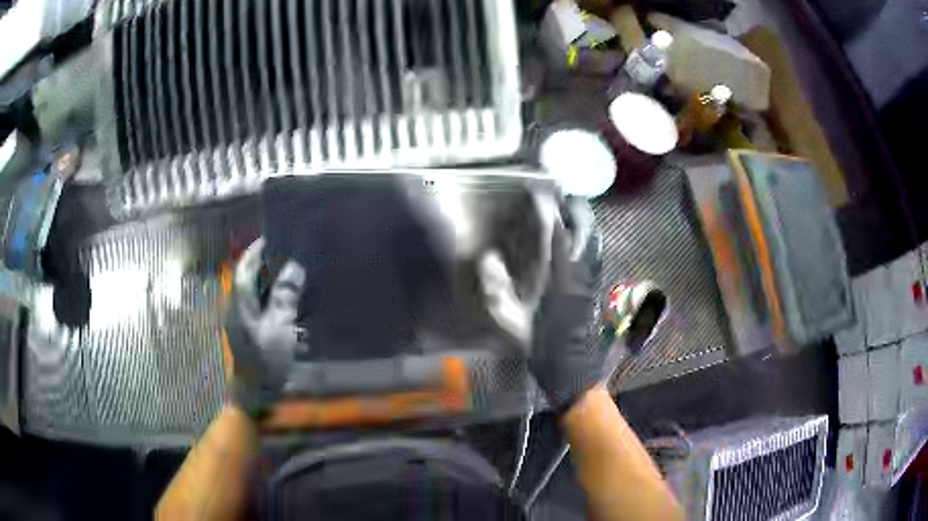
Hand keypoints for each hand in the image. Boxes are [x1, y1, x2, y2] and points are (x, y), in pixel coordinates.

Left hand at [224, 238, 305, 418]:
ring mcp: (240, 320)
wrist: (255, 394)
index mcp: (240, 304)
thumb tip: (294, 268)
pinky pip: (256, 304)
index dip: (256, 251)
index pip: (245, 268)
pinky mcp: (246, 330)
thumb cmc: (266, 361)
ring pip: (252, 291)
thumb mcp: (280, 329)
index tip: (273, 238)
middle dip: (264, 263)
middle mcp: (236, 308)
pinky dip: (268, 296)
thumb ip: (285, 298)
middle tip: (288, 255)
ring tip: (289, 274)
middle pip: (247, 277)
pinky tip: (285, 300)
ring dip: (268, 280)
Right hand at [478, 198, 602, 412]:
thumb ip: (498, 291)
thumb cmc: (544, 349)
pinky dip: (588, 239)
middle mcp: (581, 273)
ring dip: (584, 222)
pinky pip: (596, 254)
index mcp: (561, 279)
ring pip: (595, 240)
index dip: (547, 209)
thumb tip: (486, 260)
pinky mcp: (597, 289)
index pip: (557, 233)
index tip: (537, 192)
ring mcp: (593, 280)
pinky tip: (577, 242)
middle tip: (558, 197)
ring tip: (568, 212)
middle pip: (586, 229)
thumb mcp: (513, 324)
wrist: (574, 373)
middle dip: (575, 208)